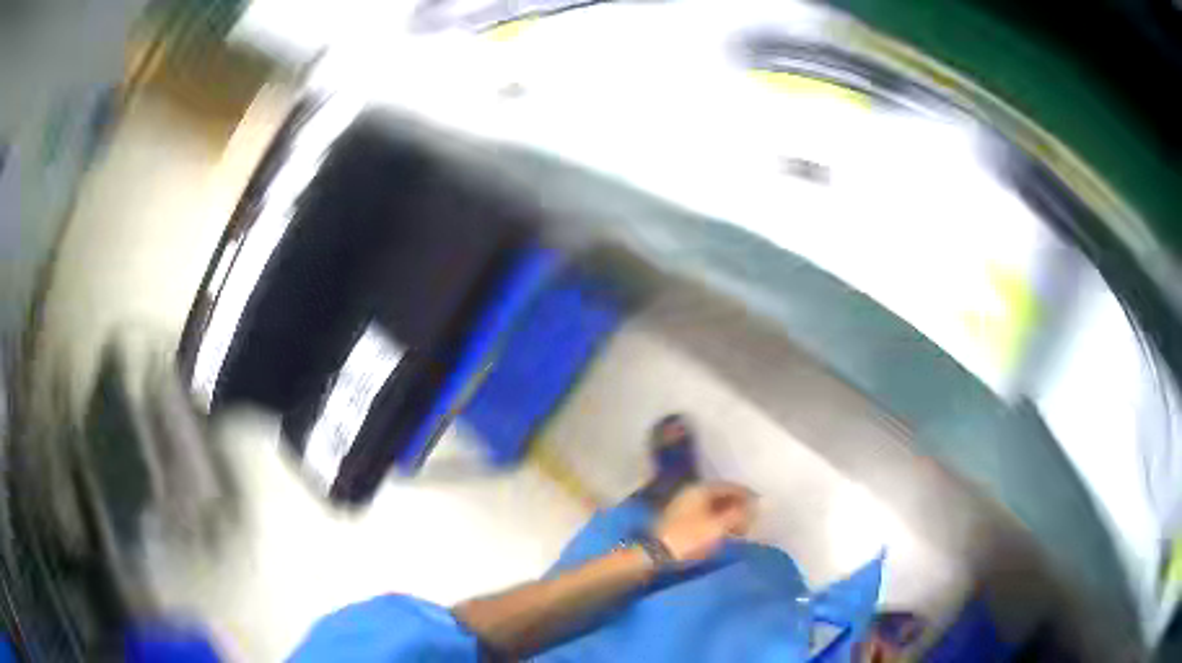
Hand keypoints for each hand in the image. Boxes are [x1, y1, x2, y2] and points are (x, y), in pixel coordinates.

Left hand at [653, 482, 755, 562]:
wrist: (655, 555)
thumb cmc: (690, 539)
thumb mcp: (719, 527)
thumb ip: (740, 513)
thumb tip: (758, 503)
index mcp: (701, 489)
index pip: (731, 486)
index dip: (748, 495)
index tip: (762, 507)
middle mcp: (692, 492)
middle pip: (722, 495)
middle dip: (739, 506)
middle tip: (752, 520)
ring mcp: (683, 505)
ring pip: (713, 505)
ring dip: (728, 514)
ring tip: (740, 529)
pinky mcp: (679, 519)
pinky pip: (705, 514)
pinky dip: (717, 520)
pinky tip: (723, 532)